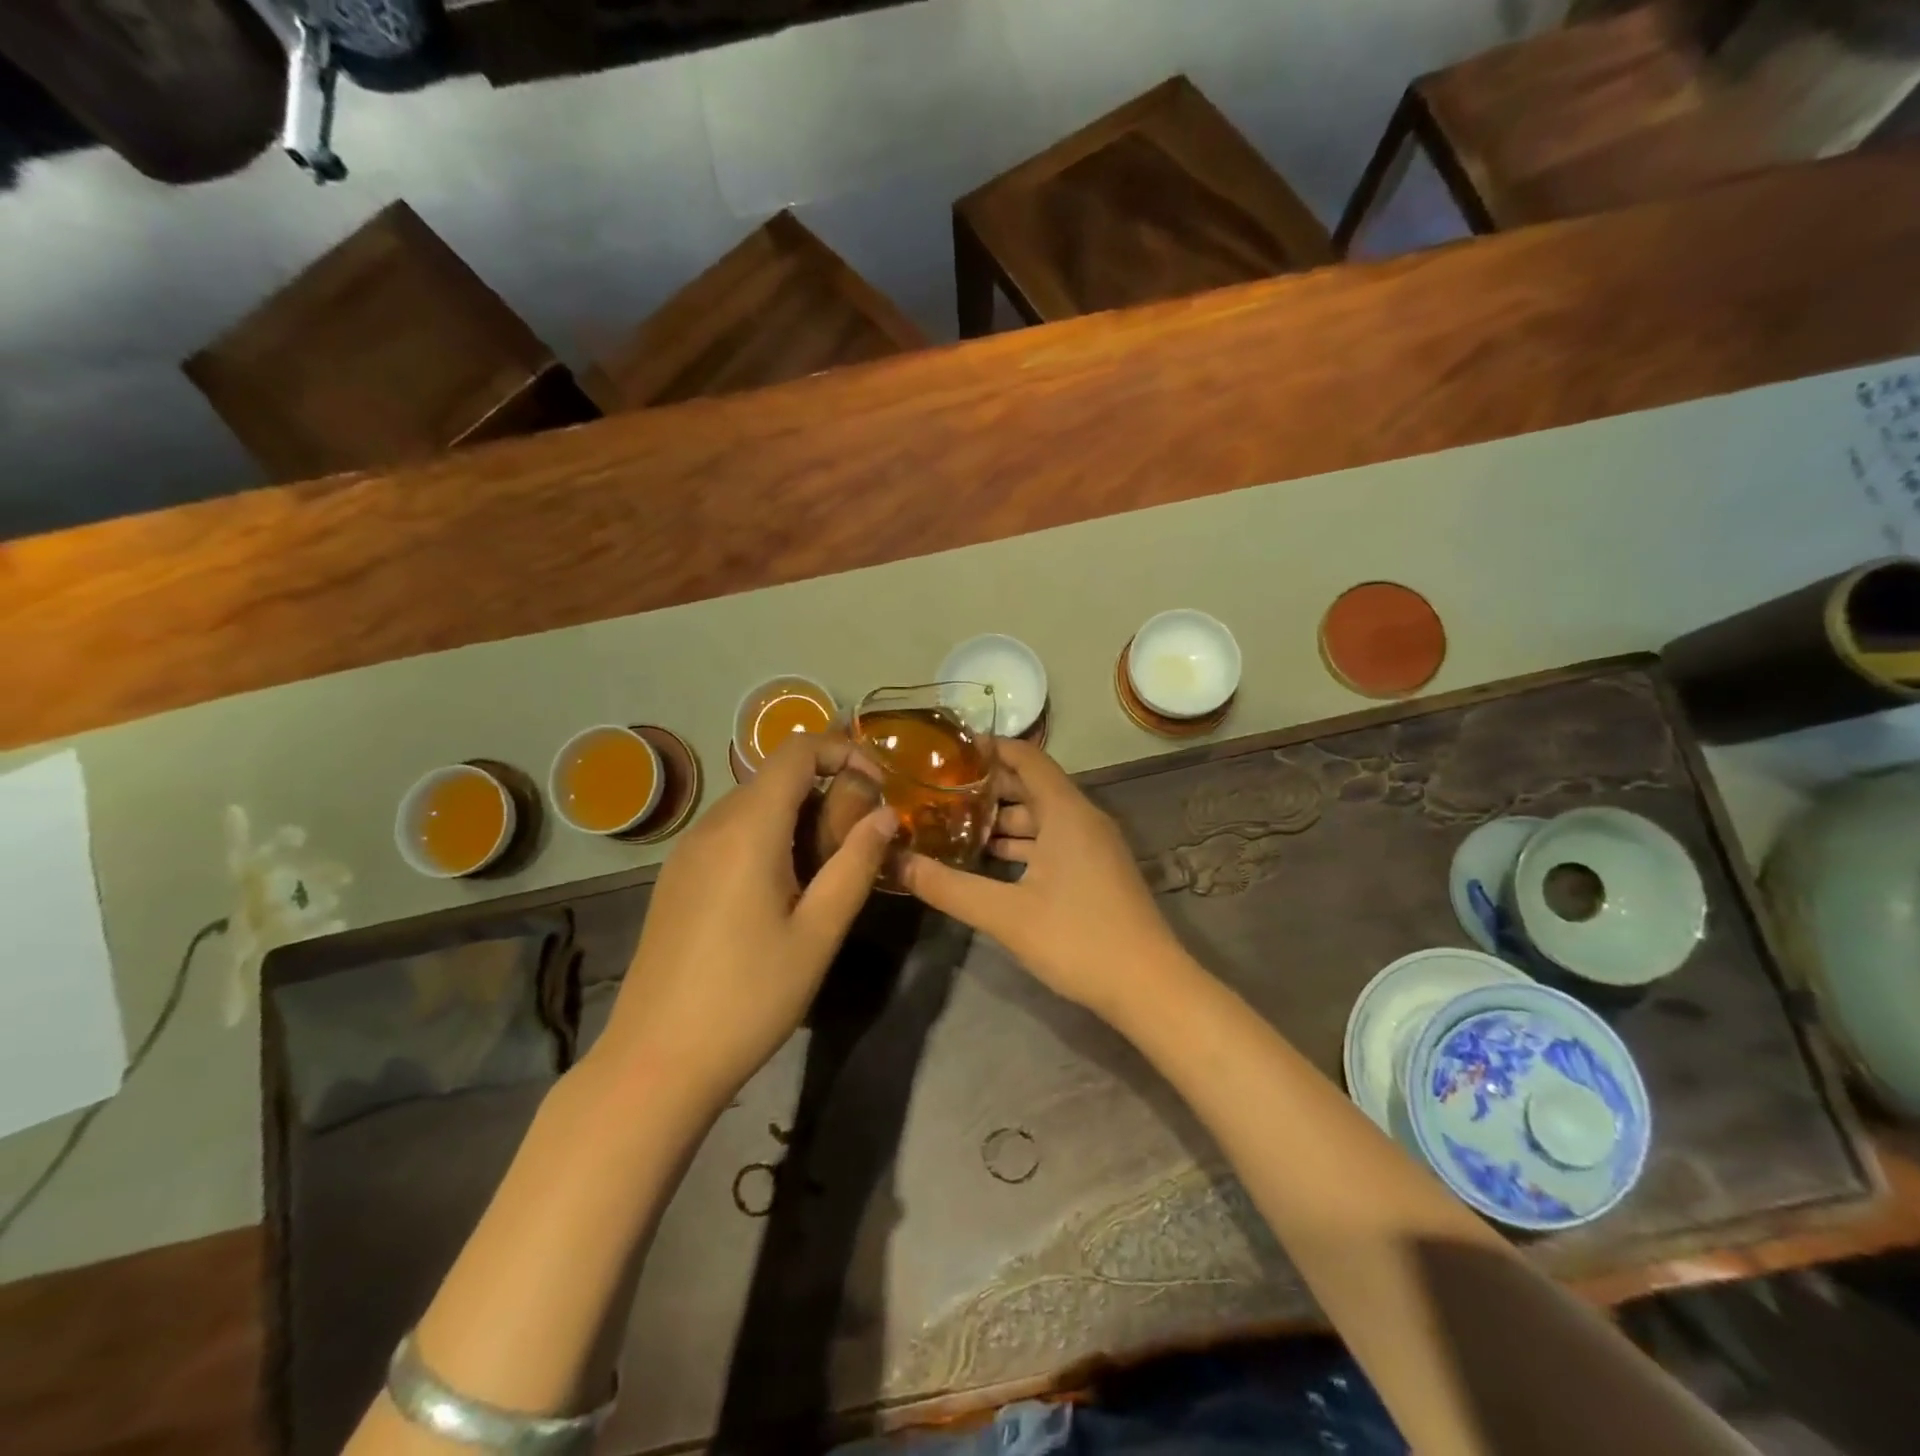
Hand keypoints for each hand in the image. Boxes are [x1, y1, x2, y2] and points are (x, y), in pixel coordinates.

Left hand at [596, 734, 895, 1104]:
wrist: (656, 1061)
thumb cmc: (749, 997)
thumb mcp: (819, 933)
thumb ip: (856, 864)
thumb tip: (886, 815)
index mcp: (748, 828)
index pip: (797, 750)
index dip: (843, 752)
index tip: (878, 788)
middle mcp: (711, 826)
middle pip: (775, 776)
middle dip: (826, 791)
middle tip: (858, 843)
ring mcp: (687, 852)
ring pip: (753, 805)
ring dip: (798, 817)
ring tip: (826, 872)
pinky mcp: (676, 878)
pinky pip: (730, 833)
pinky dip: (768, 838)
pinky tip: (781, 892)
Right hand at [899, 737, 1188, 1023]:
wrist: (1149, 987)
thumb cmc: (1078, 938)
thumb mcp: (1005, 914)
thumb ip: (949, 887)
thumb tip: (897, 862)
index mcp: (1066, 811)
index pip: (1027, 757)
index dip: (990, 748)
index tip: (949, 751)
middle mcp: (1083, 818)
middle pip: (1032, 786)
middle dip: (988, 786)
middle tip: (939, 791)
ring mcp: (1094, 846)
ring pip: (1042, 817)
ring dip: (1003, 819)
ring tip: (955, 824)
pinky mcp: (1097, 871)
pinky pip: (1054, 841)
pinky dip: (1023, 844)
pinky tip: (991, 861)